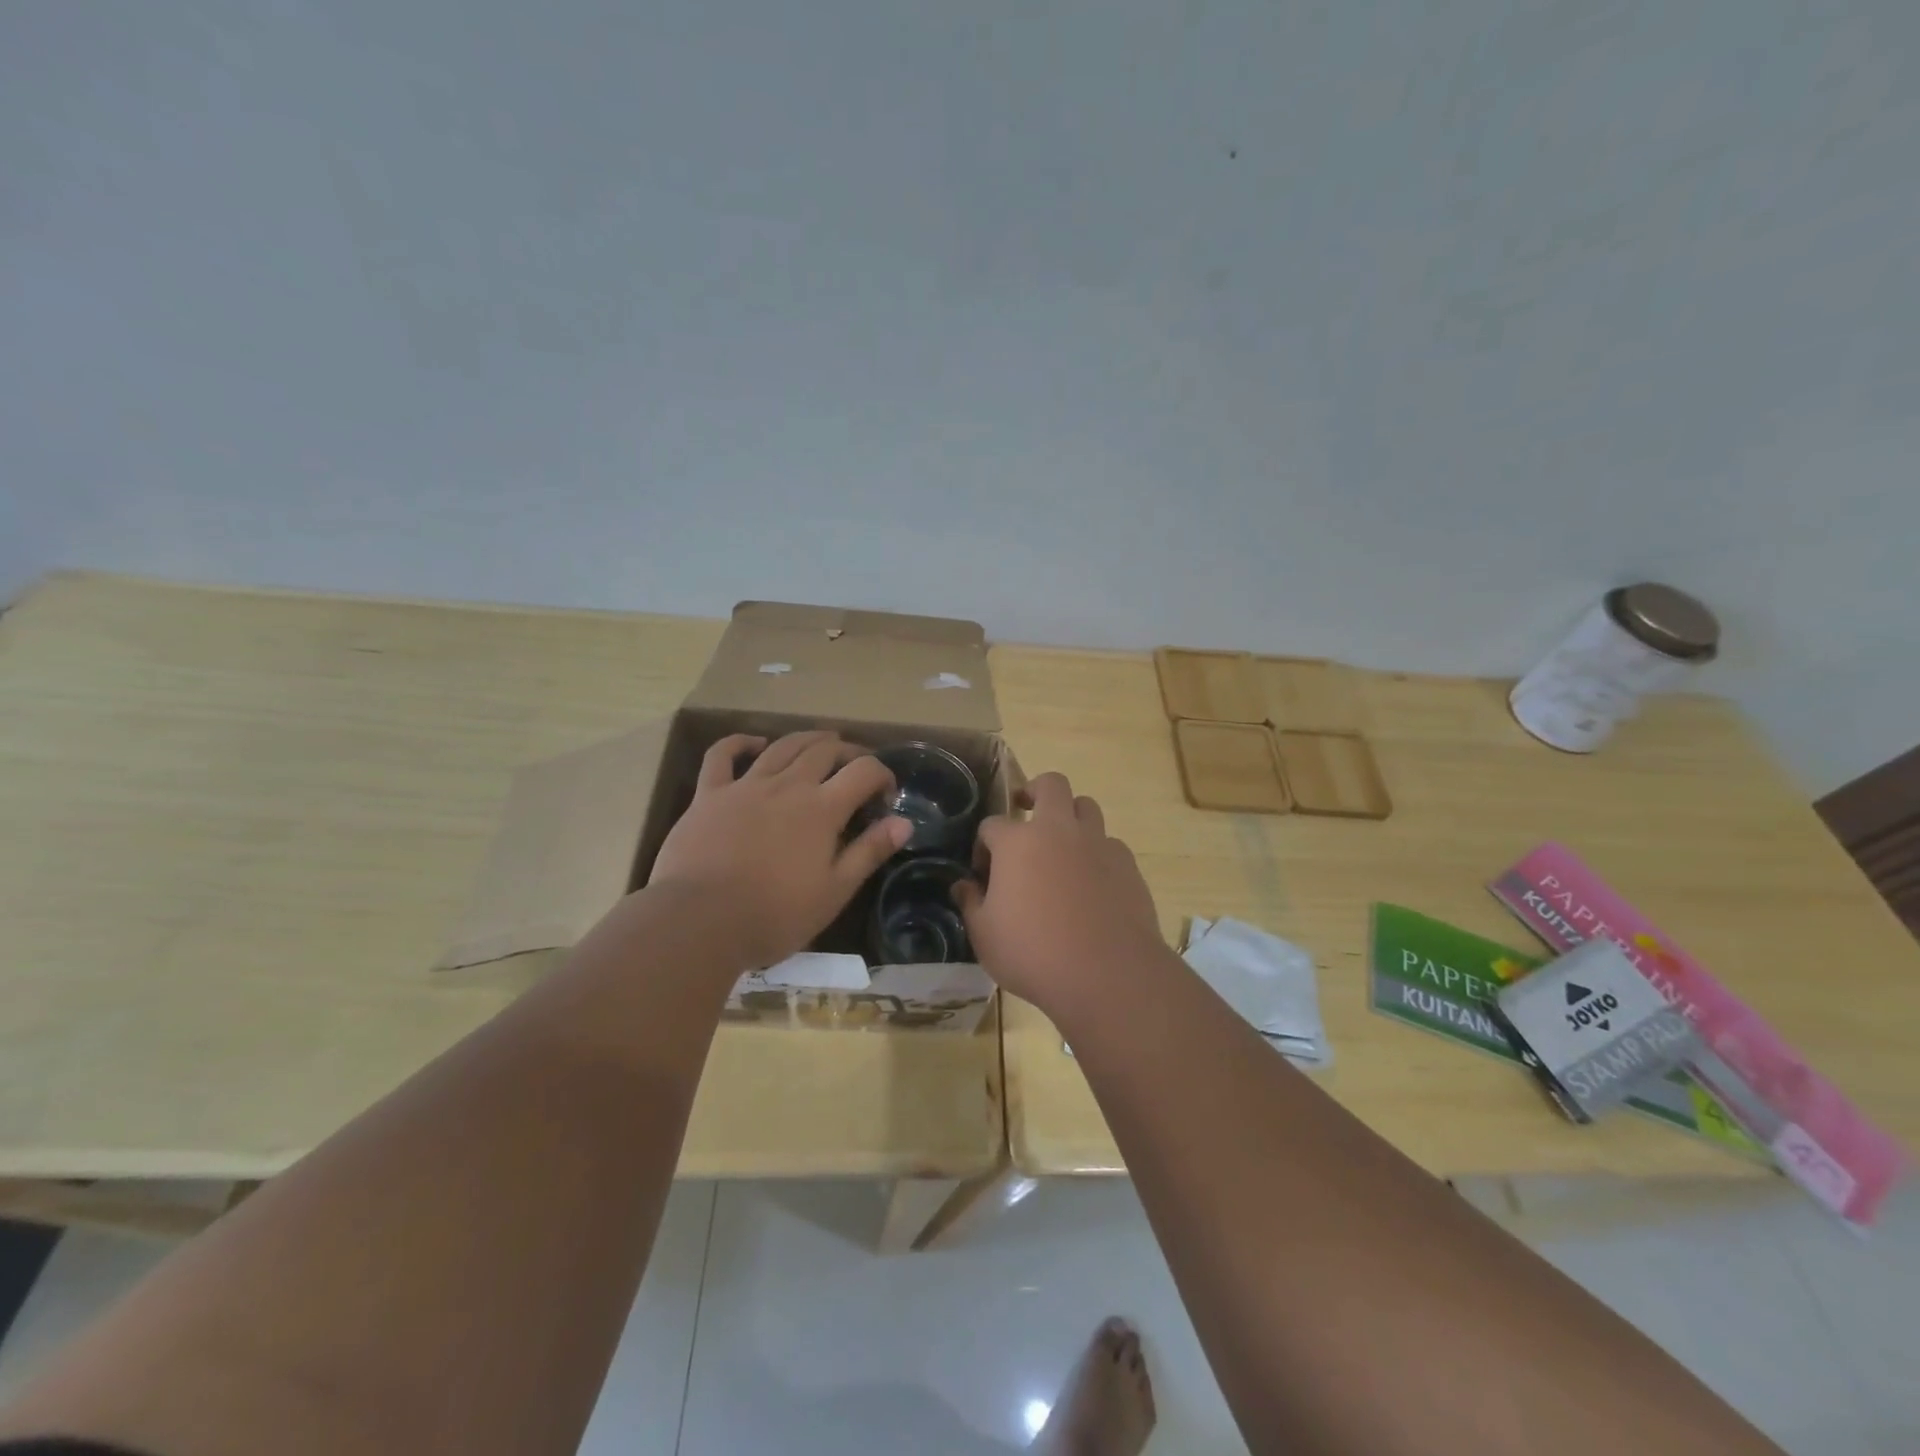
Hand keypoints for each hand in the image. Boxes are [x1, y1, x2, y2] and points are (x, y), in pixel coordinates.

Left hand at [648, 731, 910, 968]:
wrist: (699, 922)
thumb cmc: (774, 915)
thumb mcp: (834, 892)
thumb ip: (869, 852)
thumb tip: (905, 821)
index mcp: (822, 809)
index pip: (863, 771)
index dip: (881, 774)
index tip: (886, 793)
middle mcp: (788, 786)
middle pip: (824, 750)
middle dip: (847, 751)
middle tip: (856, 763)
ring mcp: (745, 786)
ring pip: (782, 746)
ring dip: (806, 739)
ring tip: (821, 741)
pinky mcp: (709, 794)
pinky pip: (722, 755)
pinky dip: (740, 742)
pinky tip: (754, 742)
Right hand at [955, 772, 1165, 1016]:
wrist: (1108, 974)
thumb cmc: (1034, 954)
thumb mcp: (985, 936)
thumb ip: (971, 903)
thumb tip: (963, 885)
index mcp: (1018, 842)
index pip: (992, 824)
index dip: (983, 845)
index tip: (983, 872)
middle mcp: (1059, 830)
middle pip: (1050, 785)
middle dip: (1035, 791)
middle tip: (1026, 812)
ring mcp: (1097, 844)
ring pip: (1086, 806)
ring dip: (1071, 817)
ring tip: (1062, 846)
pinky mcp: (1127, 864)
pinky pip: (1110, 844)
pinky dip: (1097, 853)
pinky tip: (1093, 882)